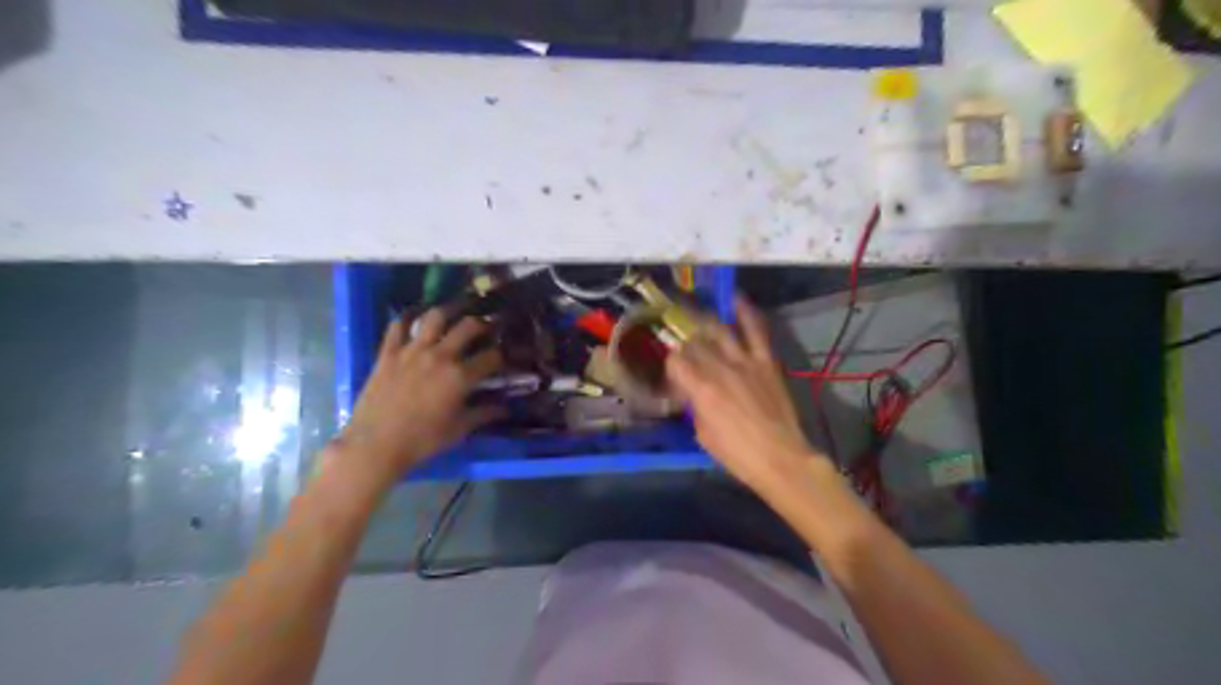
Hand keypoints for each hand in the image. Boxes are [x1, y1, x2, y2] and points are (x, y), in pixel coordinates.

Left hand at [335, 307, 503, 476]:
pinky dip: (409, 317)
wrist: (374, 445)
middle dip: (483, 324)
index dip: (503, 355)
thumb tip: (505, 409)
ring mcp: (412, 351)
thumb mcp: (459, 430)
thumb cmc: (422, 441)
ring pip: (435, 317)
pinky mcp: (389, 352)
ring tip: (456, 313)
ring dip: (450, 311)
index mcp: (460, 377)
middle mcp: (440, 356)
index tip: (505, 357)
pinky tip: (417, 317)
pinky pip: (398, 325)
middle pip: (469, 326)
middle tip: (487, 328)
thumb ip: (484, 414)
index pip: (492, 357)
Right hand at [664, 301, 823, 492]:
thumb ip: (695, 407)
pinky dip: (746, 313)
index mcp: (701, 389)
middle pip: (694, 344)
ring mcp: (745, 362)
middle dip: (685, 345)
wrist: (781, 458)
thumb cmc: (737, 455)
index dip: (671, 365)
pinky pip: (756, 331)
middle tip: (685, 352)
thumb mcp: (703, 435)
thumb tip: (693, 393)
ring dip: (706, 323)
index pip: (675, 361)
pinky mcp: (766, 362)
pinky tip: (736, 301)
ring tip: (698, 318)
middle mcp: (719, 369)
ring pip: (719, 331)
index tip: (673, 375)